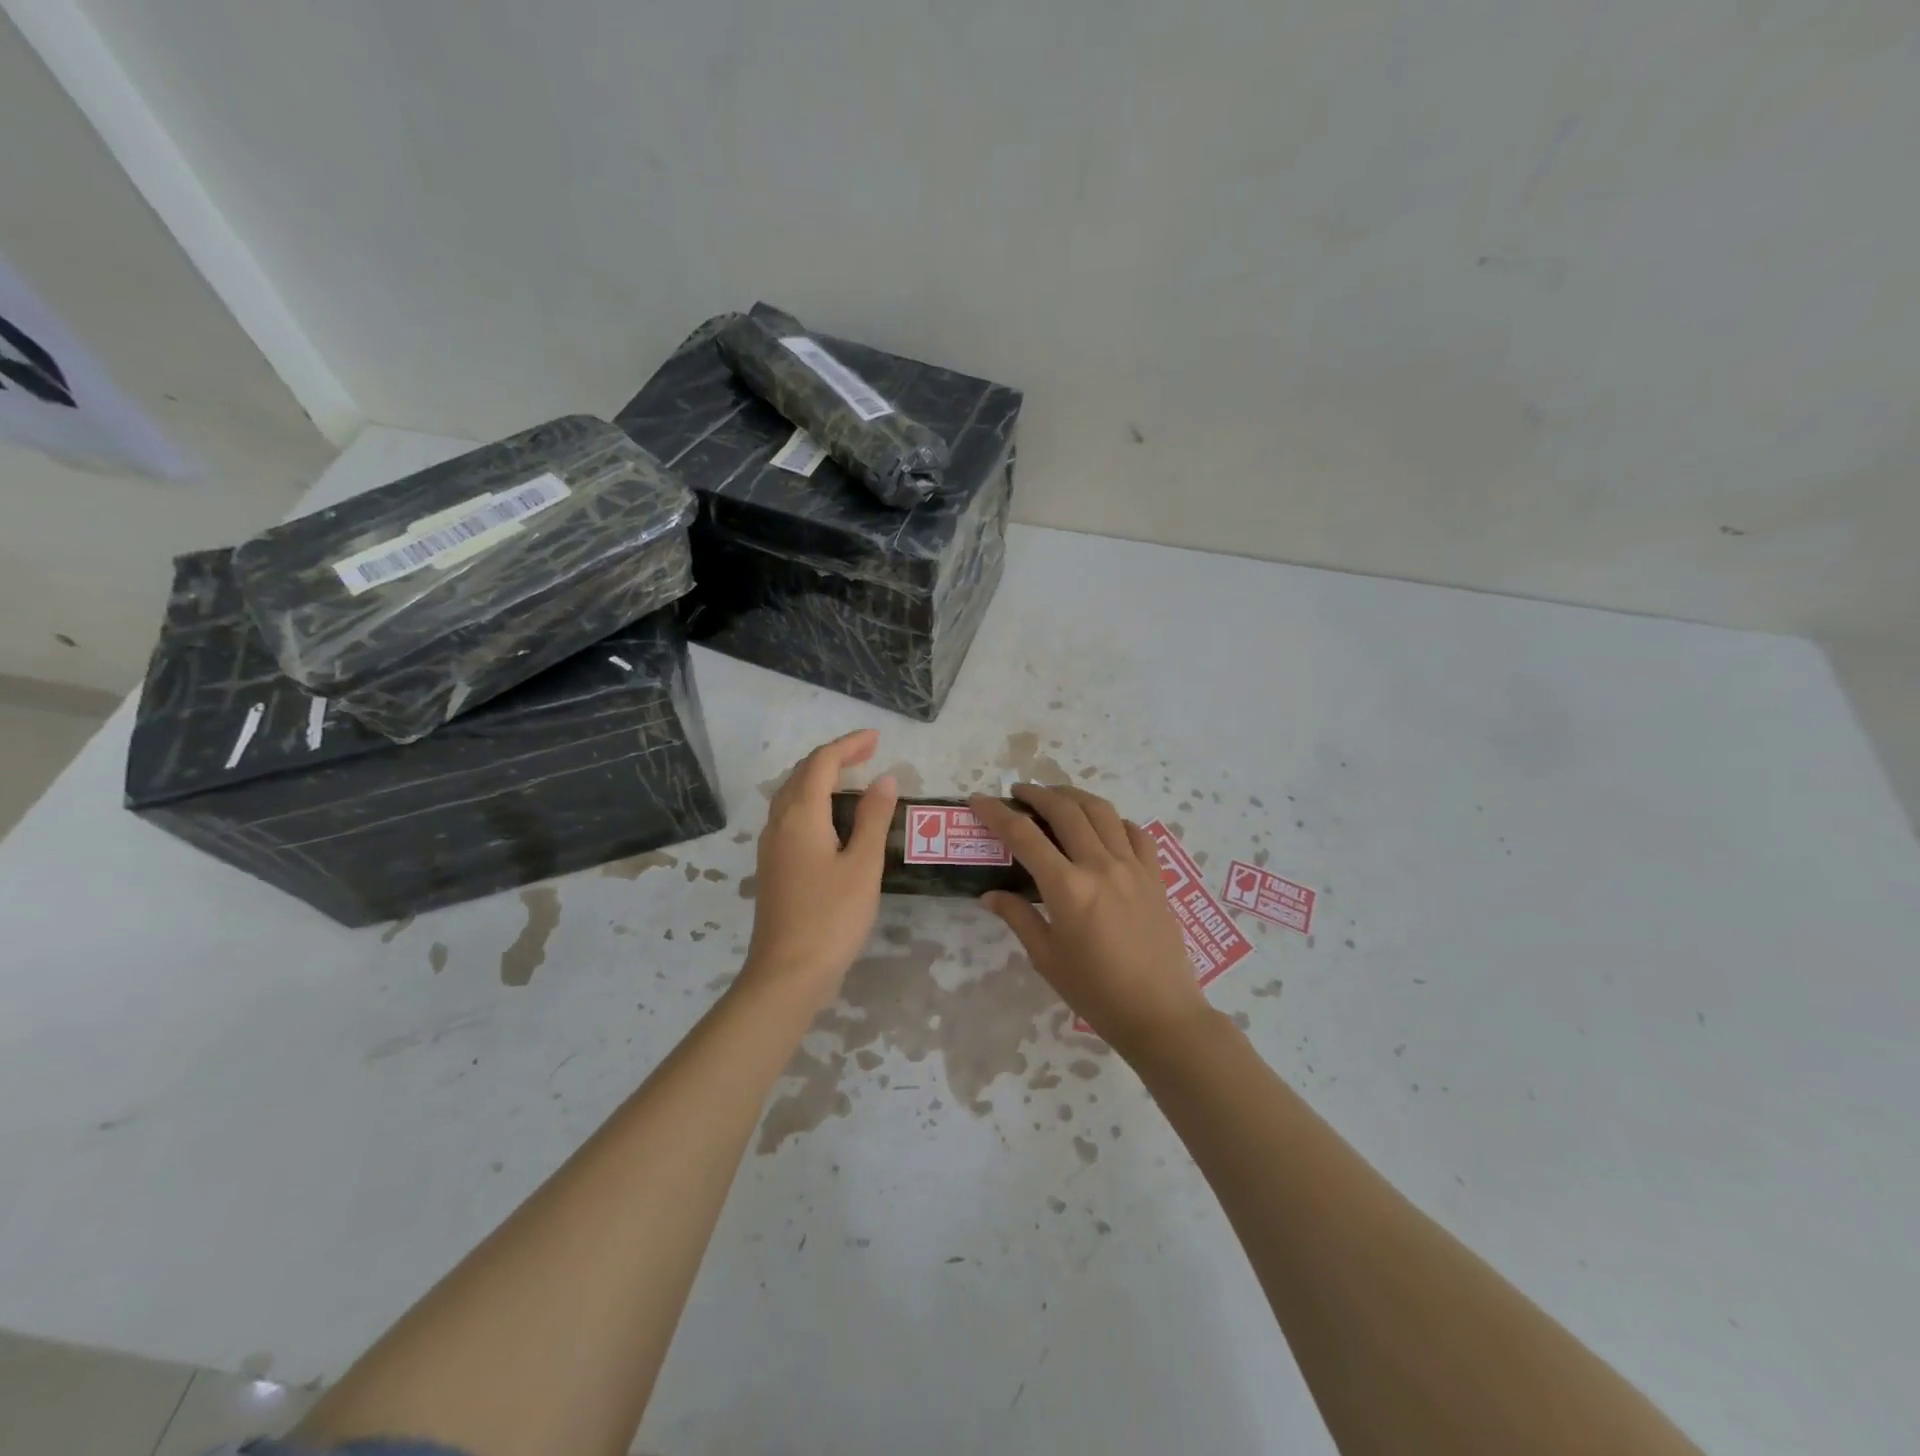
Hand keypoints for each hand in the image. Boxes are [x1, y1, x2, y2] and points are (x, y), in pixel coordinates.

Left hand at [741, 729, 897, 1009]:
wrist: (787, 973)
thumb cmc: (832, 917)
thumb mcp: (863, 865)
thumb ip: (873, 818)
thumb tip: (883, 779)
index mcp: (800, 816)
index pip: (822, 763)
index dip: (849, 745)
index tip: (877, 738)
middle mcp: (779, 823)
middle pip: (802, 774)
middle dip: (834, 757)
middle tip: (868, 752)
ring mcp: (771, 846)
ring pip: (791, 794)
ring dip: (819, 777)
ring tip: (851, 777)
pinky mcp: (772, 866)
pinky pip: (789, 815)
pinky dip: (811, 800)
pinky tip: (829, 817)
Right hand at [970, 784, 1211, 1057]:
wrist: (1160, 1014)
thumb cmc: (1096, 993)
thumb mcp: (1047, 958)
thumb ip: (1018, 918)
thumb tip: (991, 894)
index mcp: (1067, 888)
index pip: (1024, 836)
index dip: (997, 814)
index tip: (979, 800)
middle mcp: (1100, 866)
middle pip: (1065, 810)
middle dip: (1036, 793)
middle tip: (1018, 792)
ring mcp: (1132, 867)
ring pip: (1101, 811)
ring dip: (1074, 796)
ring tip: (1056, 797)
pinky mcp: (1155, 875)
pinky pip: (1135, 832)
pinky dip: (1114, 820)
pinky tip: (1103, 827)